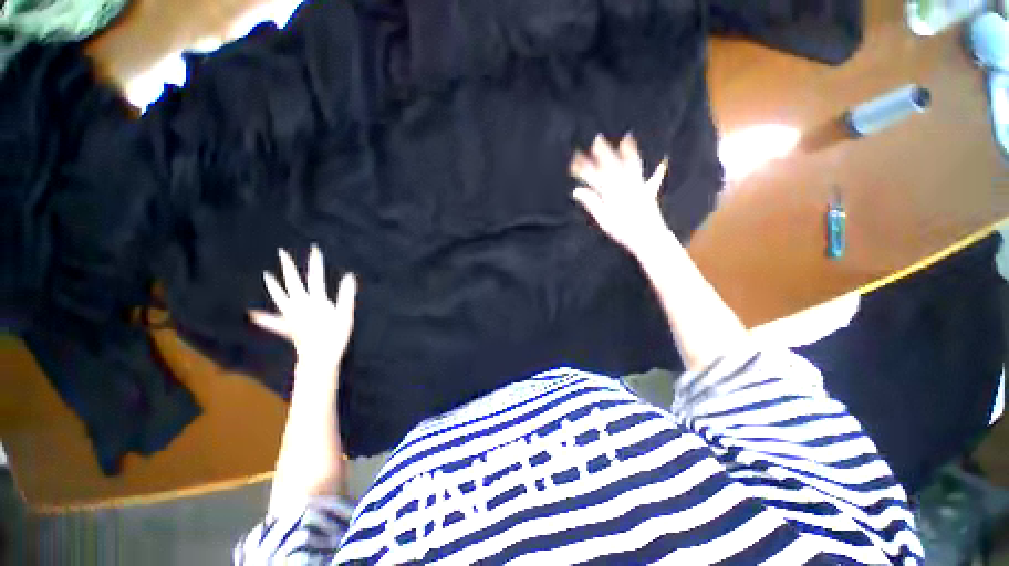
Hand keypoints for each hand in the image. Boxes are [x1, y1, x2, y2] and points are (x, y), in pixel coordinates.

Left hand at [250, 246, 356, 370]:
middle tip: (282, 253)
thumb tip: (349, 276)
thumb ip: (346, 295)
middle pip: (293, 283)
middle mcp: (300, 306)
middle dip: (288, 267)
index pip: (315, 277)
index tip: (314, 248)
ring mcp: (292, 317)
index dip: (315, 263)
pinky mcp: (289, 328)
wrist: (319, 359)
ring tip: (267, 276)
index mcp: (315, 301)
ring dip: (274, 286)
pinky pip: (274, 321)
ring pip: (280, 298)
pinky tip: (253, 314)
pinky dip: (264, 317)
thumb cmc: (334, 337)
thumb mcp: (345, 315)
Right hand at [571, 135, 669, 255]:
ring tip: (627, 138)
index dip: (584, 168)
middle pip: (613, 165)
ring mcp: (639, 187)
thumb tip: (576, 191)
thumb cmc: (623, 232)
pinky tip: (663, 160)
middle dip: (603, 152)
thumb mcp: (603, 220)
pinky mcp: (649, 193)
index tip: (575, 160)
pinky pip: (654, 178)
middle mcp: (626, 186)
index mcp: (612, 193)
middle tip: (596, 139)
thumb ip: (591, 203)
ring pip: (632, 166)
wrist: (648, 238)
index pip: (595, 177)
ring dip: (629, 152)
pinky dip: (658, 169)